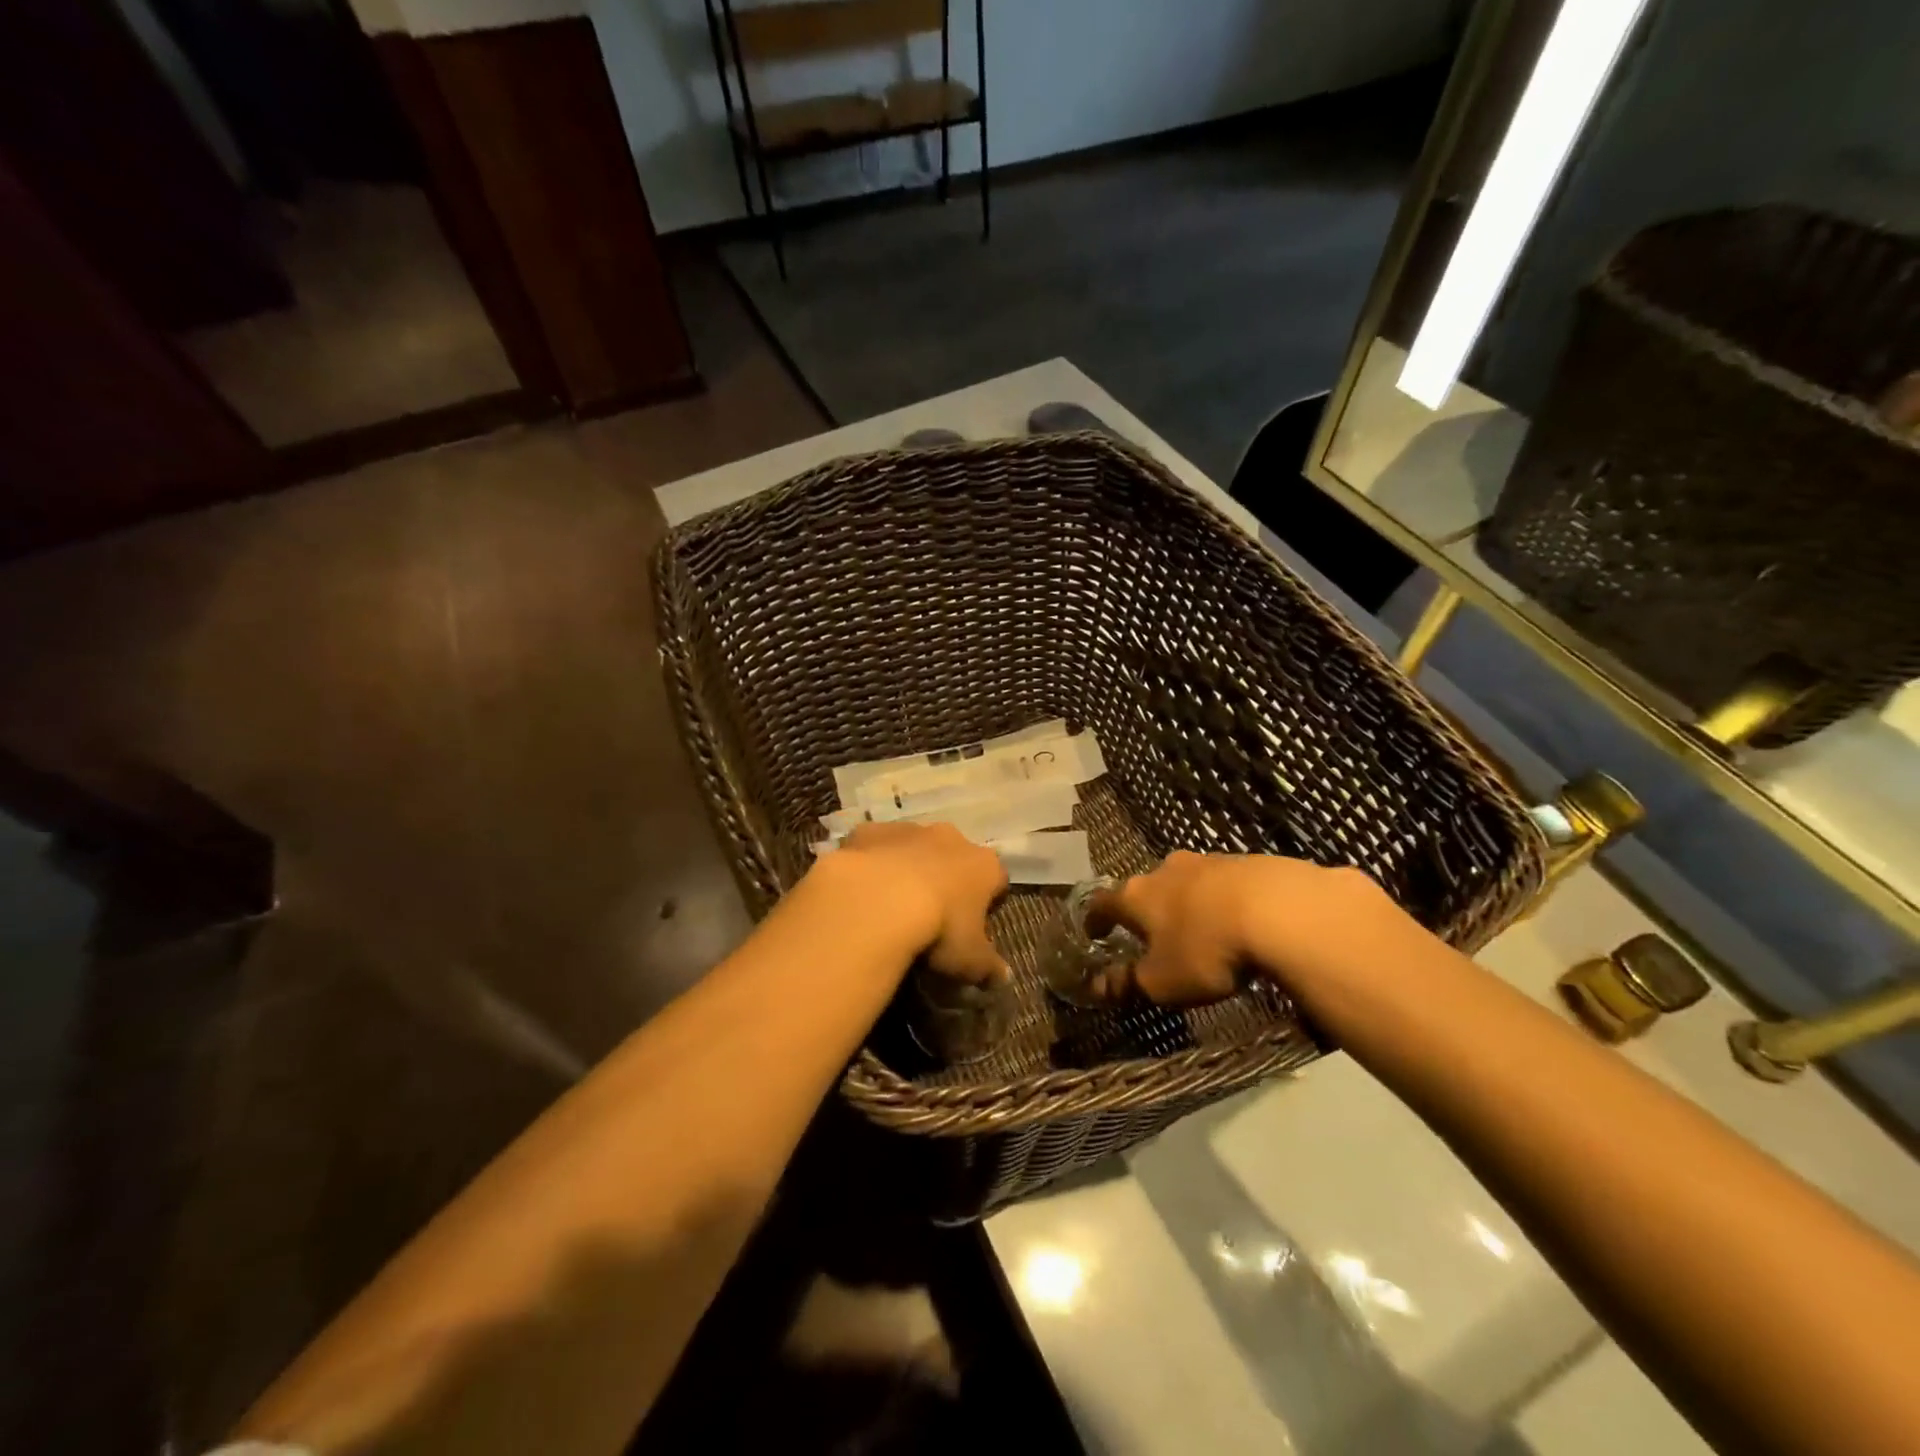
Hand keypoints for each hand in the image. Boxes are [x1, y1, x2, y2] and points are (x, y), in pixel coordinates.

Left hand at [827, 821, 1010, 983]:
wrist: (877, 900)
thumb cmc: (939, 929)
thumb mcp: (970, 961)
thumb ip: (989, 967)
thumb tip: (1004, 976)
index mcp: (984, 865)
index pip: (997, 880)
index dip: (988, 902)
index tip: (975, 925)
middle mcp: (951, 838)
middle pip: (955, 857)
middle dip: (947, 879)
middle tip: (933, 914)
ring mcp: (908, 829)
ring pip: (913, 846)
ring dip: (908, 867)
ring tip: (892, 903)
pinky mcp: (870, 830)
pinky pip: (875, 846)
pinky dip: (872, 862)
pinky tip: (862, 889)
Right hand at [1091, 851, 1409, 1004]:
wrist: (1281, 909)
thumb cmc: (1206, 949)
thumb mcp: (1162, 981)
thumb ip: (1127, 983)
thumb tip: (1094, 987)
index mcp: (1137, 895)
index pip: (1104, 903)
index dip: (1096, 920)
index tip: (1094, 932)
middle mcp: (1166, 870)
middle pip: (1147, 888)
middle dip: (1148, 909)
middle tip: (1153, 934)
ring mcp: (1208, 861)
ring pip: (1187, 882)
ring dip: (1188, 902)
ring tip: (1200, 928)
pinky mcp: (1247, 861)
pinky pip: (1225, 883)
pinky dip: (1223, 900)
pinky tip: (1240, 920)